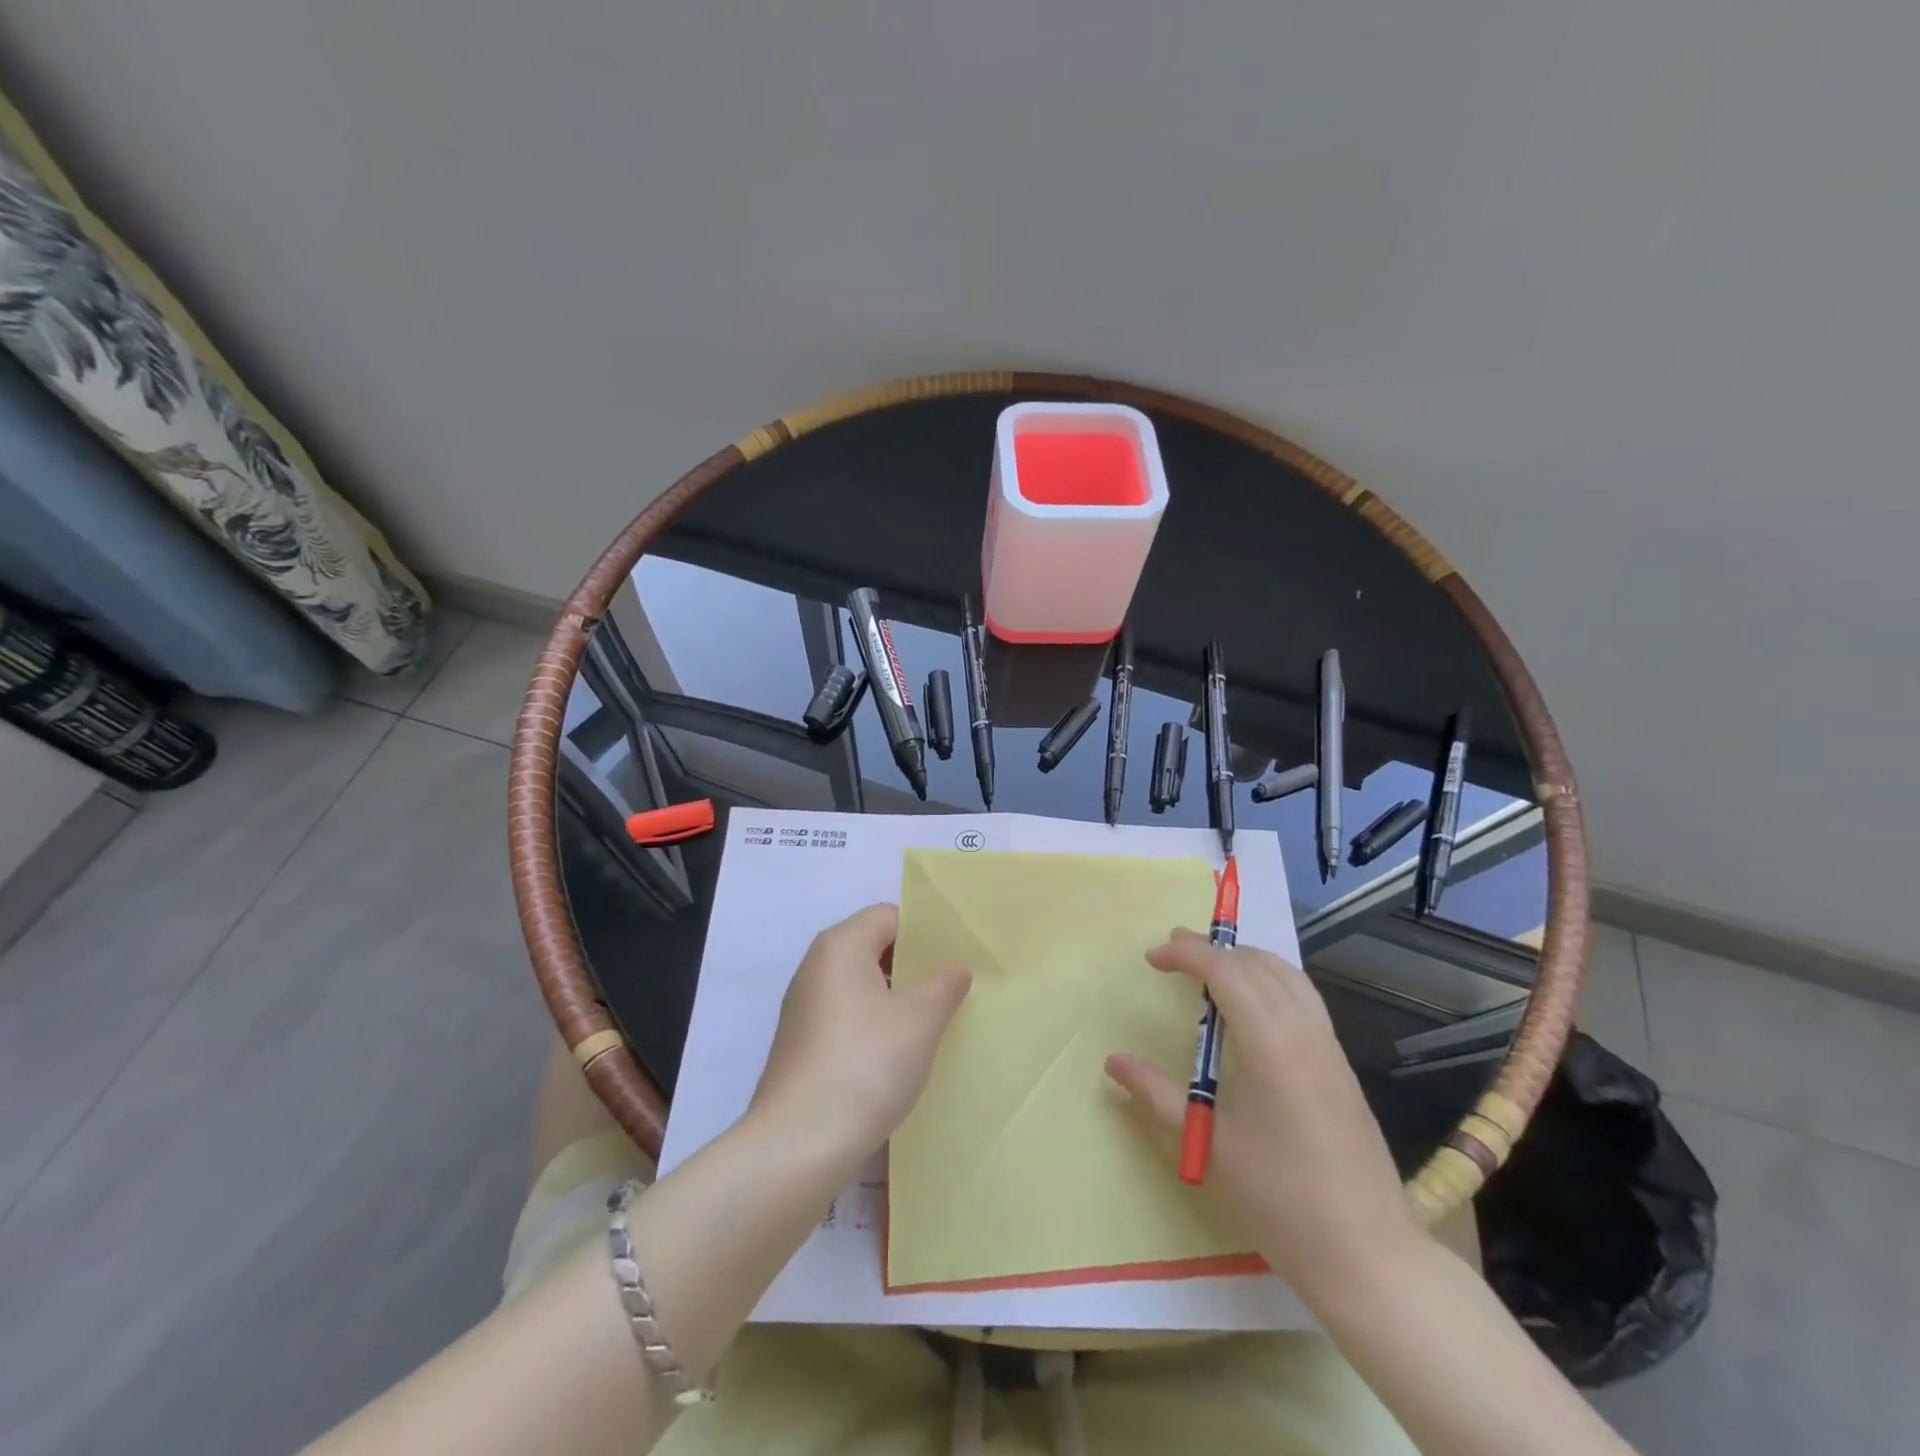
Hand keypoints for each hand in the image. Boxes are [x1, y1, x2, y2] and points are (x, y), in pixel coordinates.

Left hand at [750, 904, 970, 1163]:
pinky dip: (873, 1026)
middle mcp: (815, 968)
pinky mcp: (800, 1046)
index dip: (925, 932)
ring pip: (860, 986)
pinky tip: (897, 1056)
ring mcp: (803, 1009)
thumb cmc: (866, 1065)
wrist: (798, 1145)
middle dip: (912, 966)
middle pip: (872, 948)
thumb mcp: (920, 1020)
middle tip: (952, 989)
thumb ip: (943, 984)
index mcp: (840, 946)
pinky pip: (846, 1018)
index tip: (957, 956)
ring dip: (895, 999)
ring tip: (932, 1024)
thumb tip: (952, 967)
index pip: (889, 916)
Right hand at [1105, 930, 1419, 1295]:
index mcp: (1270, 1044)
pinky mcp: (1341, 1064)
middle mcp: (1304, 1032)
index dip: (1186, 954)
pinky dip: (1272, 979)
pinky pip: (1304, 997)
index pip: (1225, 971)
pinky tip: (1254, 1005)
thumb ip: (1157, 1095)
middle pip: (1256, 964)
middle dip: (1212, 949)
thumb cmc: (1279, 1200)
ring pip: (1288, 974)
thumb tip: (1113, 1061)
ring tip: (1211, 965)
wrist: (1368, 1255)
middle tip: (1172, 952)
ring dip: (1245, 959)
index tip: (1152, 959)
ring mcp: (1329, 1046)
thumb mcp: (1208, 1145)